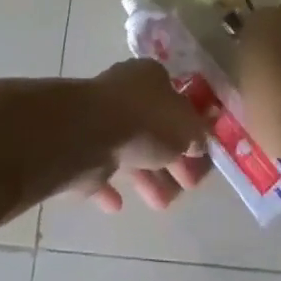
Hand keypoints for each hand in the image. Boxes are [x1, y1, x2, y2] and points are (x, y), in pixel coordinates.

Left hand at [80, 59, 211, 213]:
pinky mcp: (81, 145)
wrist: (89, 134)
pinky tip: (119, 204)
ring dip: (146, 176)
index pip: (175, 99)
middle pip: (153, 127)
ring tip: (162, 204)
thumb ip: (196, 135)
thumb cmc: (144, 122)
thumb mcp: (186, 127)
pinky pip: (100, 167)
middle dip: (170, 159)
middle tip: (186, 186)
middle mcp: (124, 91)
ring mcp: (100, 118)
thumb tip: (198, 142)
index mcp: (150, 76)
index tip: (198, 155)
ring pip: (129, 148)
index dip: (189, 128)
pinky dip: (110, 186)